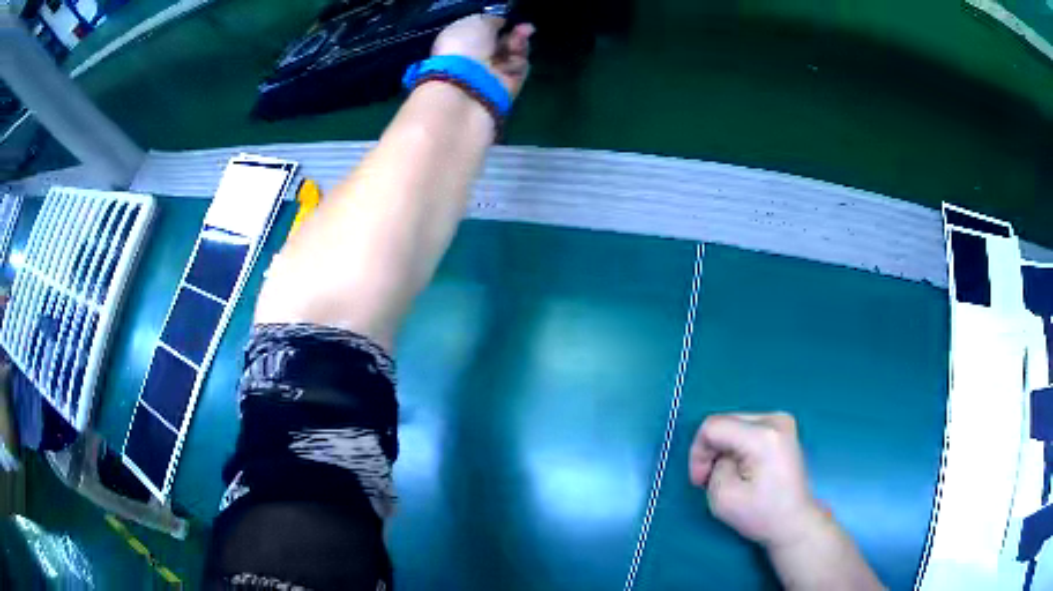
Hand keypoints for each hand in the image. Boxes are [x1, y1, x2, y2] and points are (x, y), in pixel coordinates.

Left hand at [432, 15, 534, 96]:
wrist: (469, 81)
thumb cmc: (465, 45)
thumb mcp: (476, 22)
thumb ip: (491, 20)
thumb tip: (500, 22)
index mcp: (460, 42)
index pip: (483, 33)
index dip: (497, 25)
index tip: (506, 20)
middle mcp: (476, 59)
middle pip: (503, 42)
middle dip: (515, 33)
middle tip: (523, 28)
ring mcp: (493, 73)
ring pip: (515, 53)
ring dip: (519, 44)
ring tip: (517, 41)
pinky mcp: (508, 85)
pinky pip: (520, 68)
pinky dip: (518, 61)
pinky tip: (513, 59)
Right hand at [689, 412, 824, 549]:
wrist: (795, 522)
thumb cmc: (761, 515)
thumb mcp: (722, 498)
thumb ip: (712, 466)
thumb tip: (719, 453)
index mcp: (763, 436)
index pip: (713, 426)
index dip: (698, 452)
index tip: (700, 481)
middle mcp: (775, 420)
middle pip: (724, 422)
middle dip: (710, 450)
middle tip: (709, 480)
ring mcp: (782, 421)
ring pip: (733, 424)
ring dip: (722, 449)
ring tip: (726, 476)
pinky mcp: (783, 428)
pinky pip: (745, 428)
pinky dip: (735, 446)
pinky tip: (740, 467)